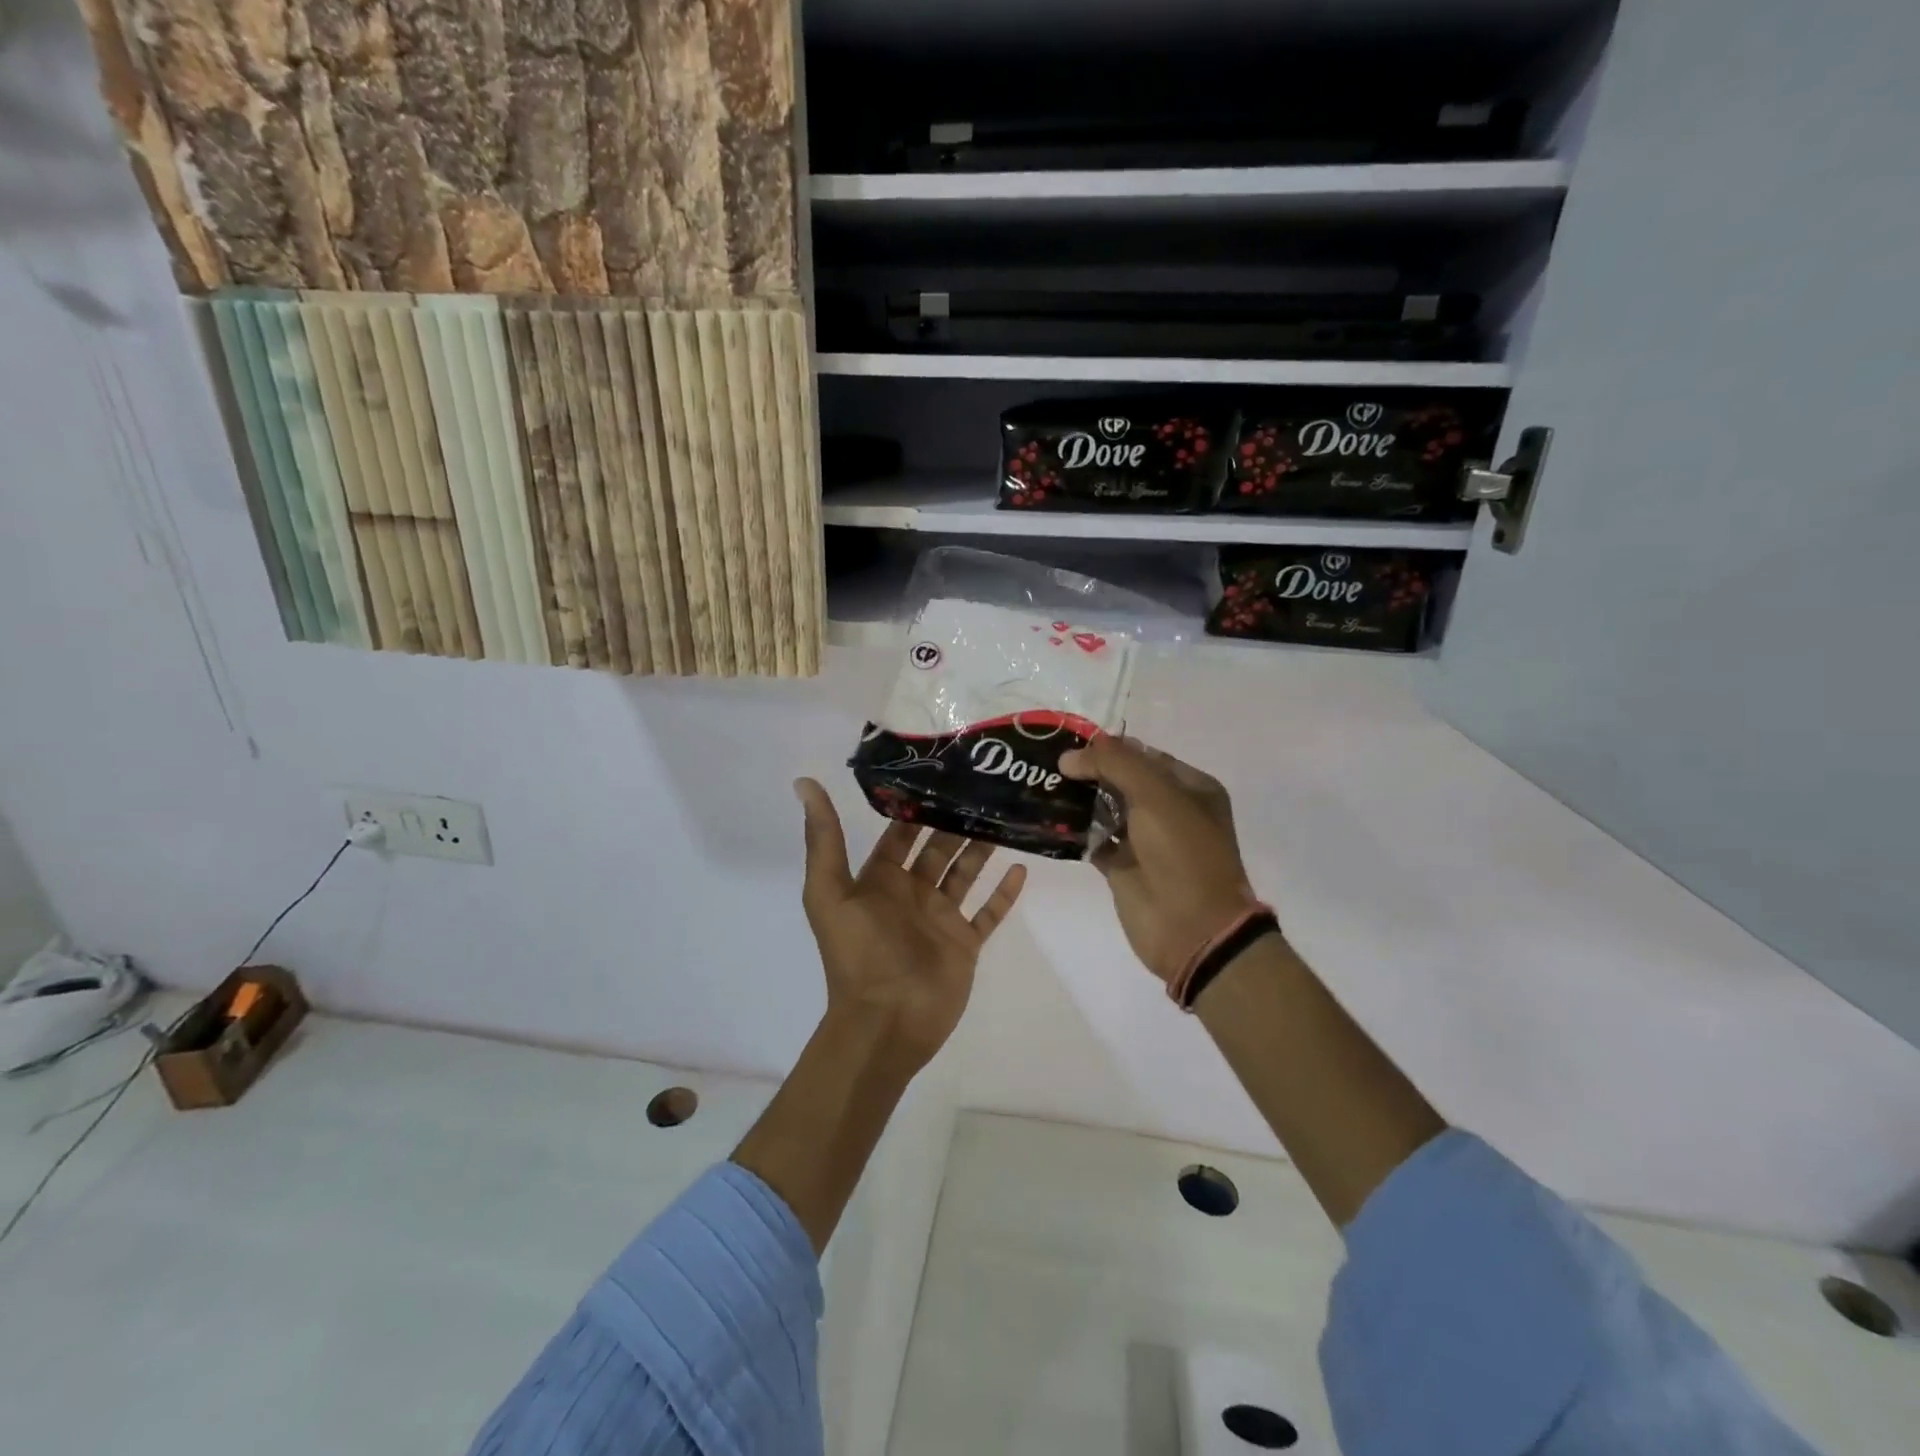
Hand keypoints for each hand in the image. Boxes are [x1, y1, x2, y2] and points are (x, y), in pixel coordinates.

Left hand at [794, 779, 1026, 1068]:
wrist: (886, 1022)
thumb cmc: (858, 954)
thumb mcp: (830, 892)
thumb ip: (823, 839)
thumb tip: (804, 782)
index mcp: (879, 880)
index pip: (900, 834)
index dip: (915, 806)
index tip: (939, 773)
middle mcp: (911, 893)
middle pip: (937, 849)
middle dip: (955, 821)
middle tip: (983, 789)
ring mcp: (941, 919)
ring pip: (966, 873)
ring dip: (982, 848)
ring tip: (1005, 817)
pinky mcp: (965, 943)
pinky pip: (989, 913)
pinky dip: (1004, 893)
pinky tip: (1021, 868)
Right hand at [1059, 736, 1256, 984]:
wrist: (1192, 929)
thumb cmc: (1183, 854)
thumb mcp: (1156, 796)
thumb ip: (1114, 765)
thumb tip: (1068, 756)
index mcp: (1190, 788)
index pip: (1145, 755)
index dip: (1110, 747)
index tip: (1069, 742)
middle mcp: (1169, 810)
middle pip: (1122, 780)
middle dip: (1089, 770)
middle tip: (1047, 761)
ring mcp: (1144, 840)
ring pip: (1105, 808)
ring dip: (1078, 798)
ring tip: (1041, 783)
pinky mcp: (1121, 867)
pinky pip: (1093, 839)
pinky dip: (1073, 830)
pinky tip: (1047, 817)